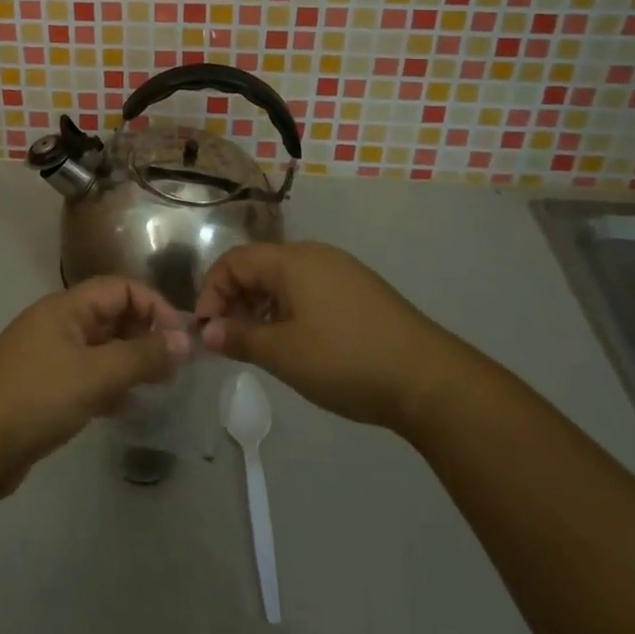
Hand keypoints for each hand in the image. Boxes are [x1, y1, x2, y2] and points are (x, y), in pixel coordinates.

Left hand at [0, 277, 192, 497]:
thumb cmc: (37, 397)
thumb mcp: (95, 375)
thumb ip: (142, 356)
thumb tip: (185, 340)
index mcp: (67, 308)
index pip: (120, 288)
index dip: (153, 306)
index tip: (180, 338)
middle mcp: (59, 325)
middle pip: (111, 316)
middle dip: (145, 335)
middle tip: (174, 367)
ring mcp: (50, 357)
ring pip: (101, 349)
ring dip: (130, 362)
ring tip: (159, 386)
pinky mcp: (45, 390)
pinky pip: (88, 377)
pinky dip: (110, 386)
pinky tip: (128, 408)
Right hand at [195, 241, 463, 431]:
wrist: (428, 379)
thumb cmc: (345, 360)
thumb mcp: (284, 354)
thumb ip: (239, 338)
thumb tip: (208, 331)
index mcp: (291, 260)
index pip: (234, 261)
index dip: (212, 292)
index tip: (206, 330)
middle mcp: (314, 254)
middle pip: (259, 266)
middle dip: (235, 299)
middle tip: (229, 340)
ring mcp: (341, 270)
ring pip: (284, 279)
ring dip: (261, 307)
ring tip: (259, 345)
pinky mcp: (360, 290)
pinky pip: (309, 289)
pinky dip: (289, 309)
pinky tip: (296, 342)